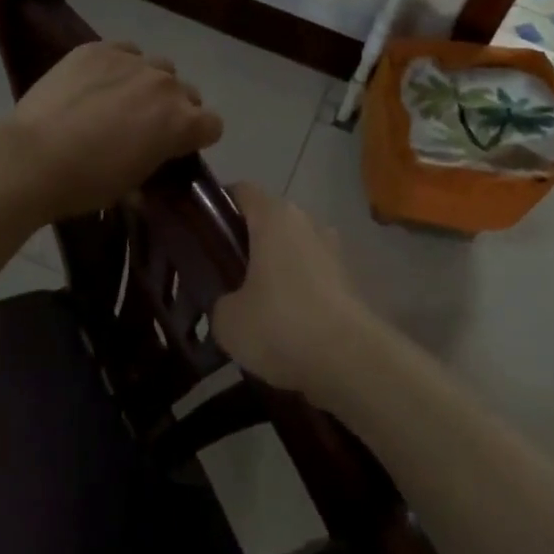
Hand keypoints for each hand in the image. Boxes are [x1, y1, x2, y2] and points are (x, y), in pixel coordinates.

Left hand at [4, 40, 222, 222]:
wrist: (32, 158)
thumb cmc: (86, 183)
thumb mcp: (134, 183)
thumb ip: (156, 160)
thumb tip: (152, 157)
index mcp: (182, 122)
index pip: (213, 124)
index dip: (197, 137)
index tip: (177, 147)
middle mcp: (166, 85)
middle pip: (187, 92)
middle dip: (173, 108)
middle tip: (144, 126)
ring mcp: (132, 61)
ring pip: (157, 67)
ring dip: (148, 83)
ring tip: (118, 100)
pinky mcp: (99, 49)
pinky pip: (124, 51)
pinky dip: (118, 65)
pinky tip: (96, 83)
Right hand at [212, 183, 376, 401]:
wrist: (351, 362)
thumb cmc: (281, 324)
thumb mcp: (228, 320)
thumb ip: (220, 302)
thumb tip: (229, 305)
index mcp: (274, 215)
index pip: (241, 191)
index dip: (218, 207)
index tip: (201, 234)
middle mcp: (307, 222)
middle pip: (268, 220)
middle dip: (246, 243)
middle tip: (222, 275)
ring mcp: (333, 250)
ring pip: (292, 249)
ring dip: (275, 269)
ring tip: (254, 307)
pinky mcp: (349, 281)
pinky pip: (312, 276)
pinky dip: (298, 292)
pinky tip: (284, 326)